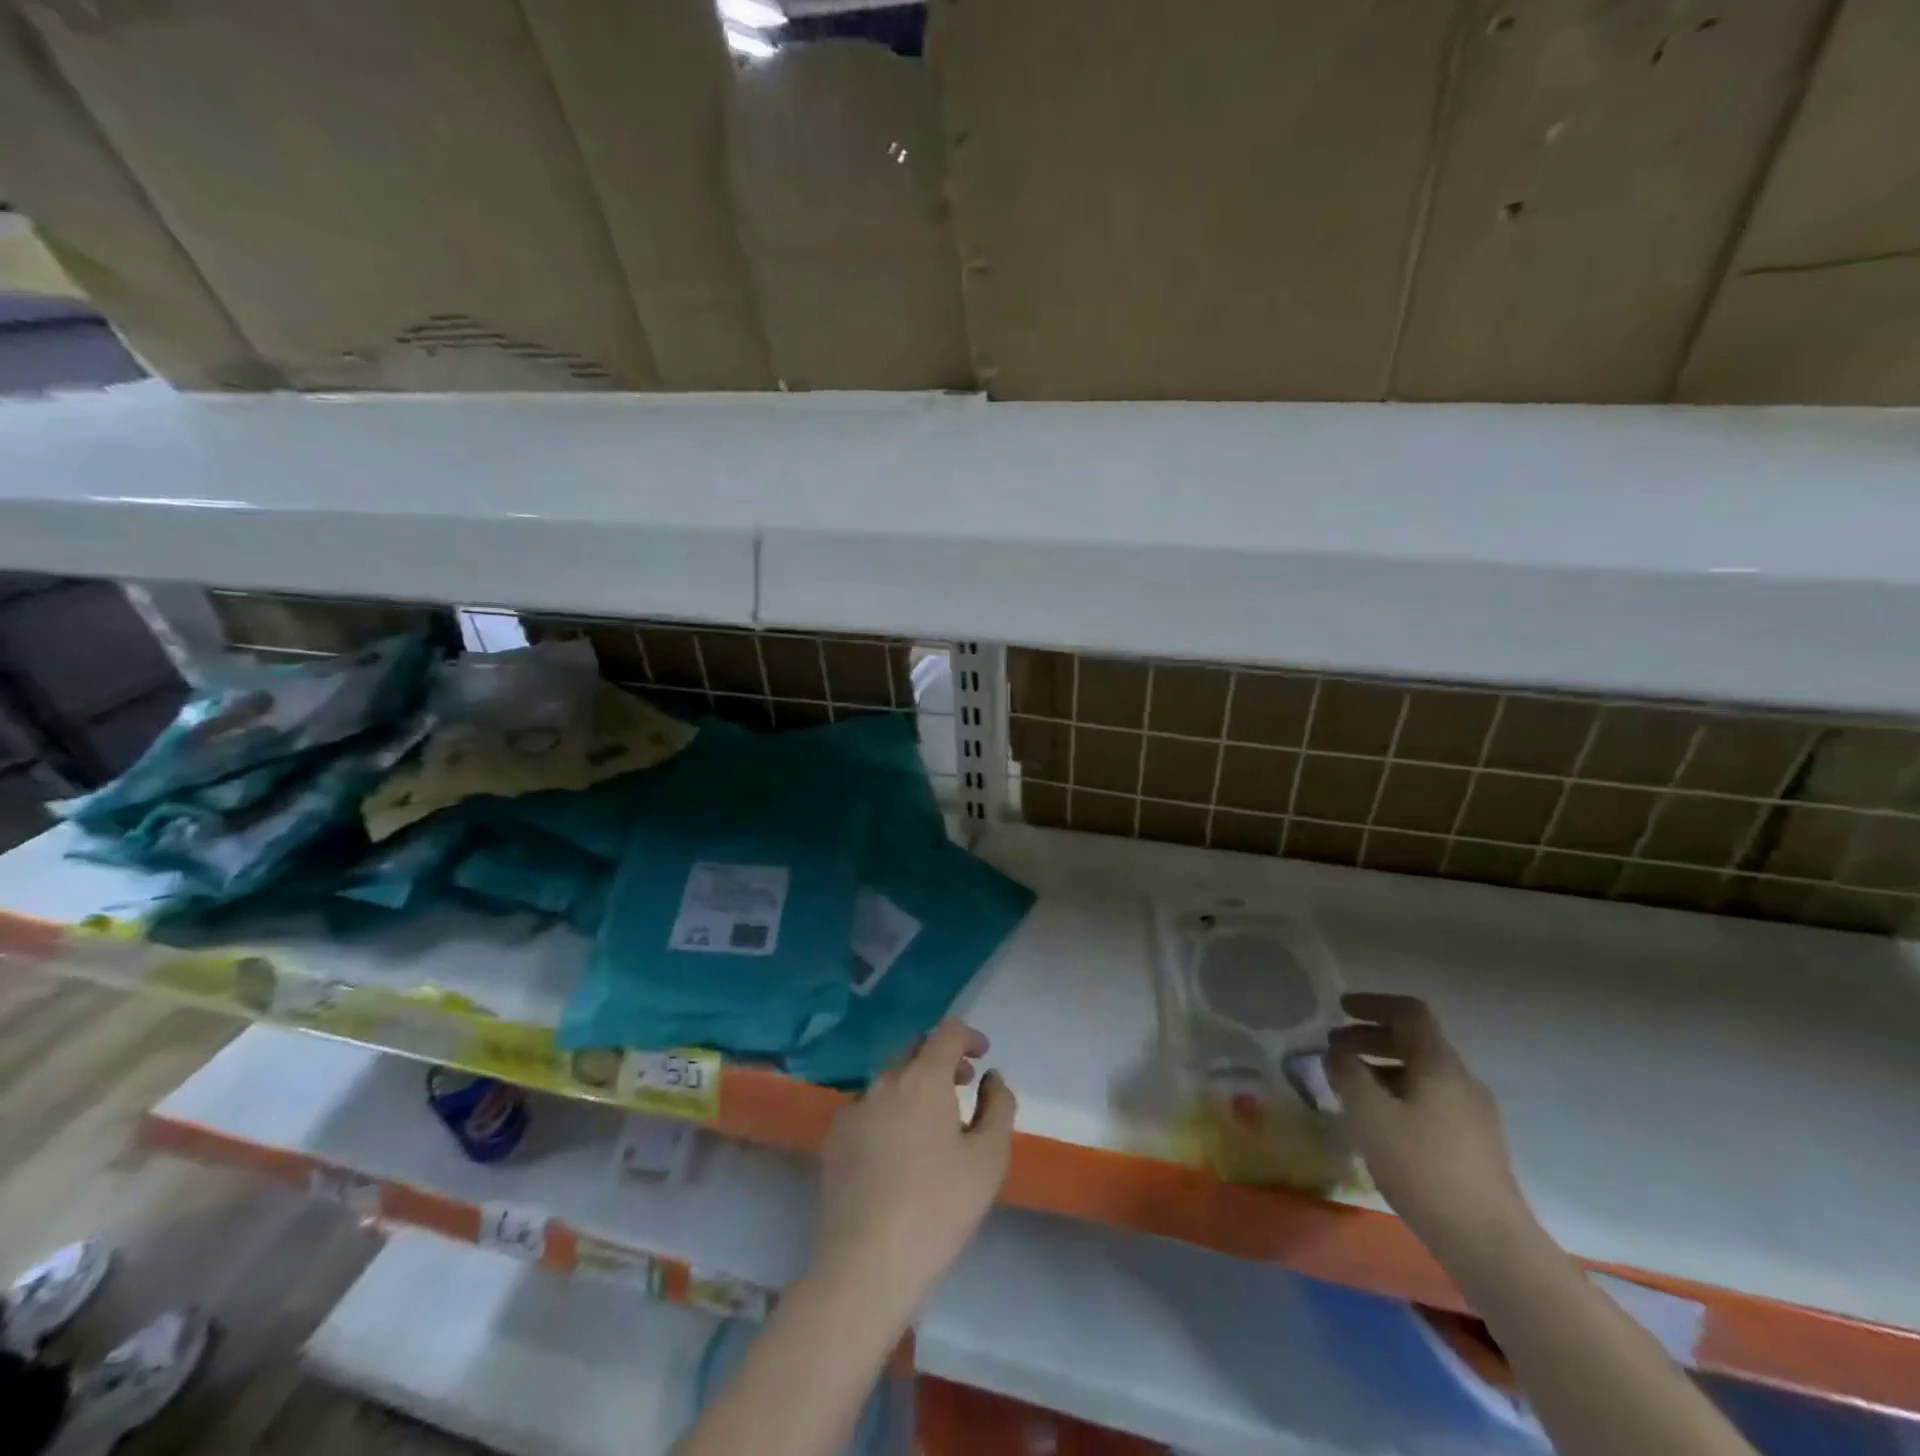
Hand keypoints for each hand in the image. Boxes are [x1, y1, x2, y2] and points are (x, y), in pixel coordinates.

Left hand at [811, 1020, 1015, 1316]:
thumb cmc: (938, 1209)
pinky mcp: (834, 1138)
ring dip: (915, 1087)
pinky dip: (889, 1112)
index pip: (946, 1032)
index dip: (968, 1036)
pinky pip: (868, 1109)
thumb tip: (992, 1078)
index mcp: (922, 1078)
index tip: (982, 1056)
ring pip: (890, 1081)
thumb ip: (998, 1106)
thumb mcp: (989, 1159)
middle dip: (942, 1060)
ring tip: (933, 1123)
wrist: (866, 1265)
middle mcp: (884, 1081)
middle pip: (915, 1051)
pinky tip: (897, 1152)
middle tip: (963, 1086)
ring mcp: (853, 1108)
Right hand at [1328, 993, 1534, 1263]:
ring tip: (1350, 1086)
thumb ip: (1348, 1074)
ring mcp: (1473, 1114)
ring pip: (1421, 1072)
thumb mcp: (1370, 1114)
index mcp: (1439, 1065)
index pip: (1409, 1012)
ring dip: (1382, 1067)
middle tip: (1334, 1049)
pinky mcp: (1475, 1144)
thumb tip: (1337, 1052)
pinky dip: (1398, 1093)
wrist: (1489, 1243)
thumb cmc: (1422, 1166)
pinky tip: (1379, 1121)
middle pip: (1415, 1041)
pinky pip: (1430, 1100)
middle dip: (1370, 1037)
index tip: (1340, 1009)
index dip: (1373, 1004)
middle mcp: (1461, 1080)